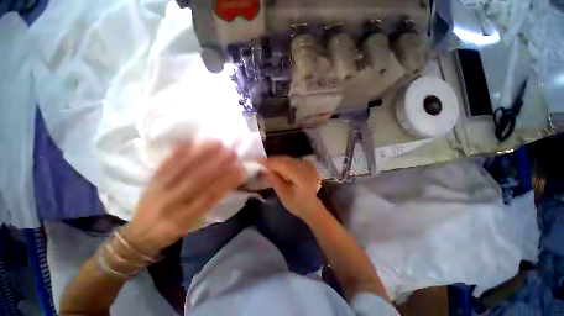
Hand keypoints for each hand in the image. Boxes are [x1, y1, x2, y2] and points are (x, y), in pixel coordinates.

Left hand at [123, 142, 245, 255]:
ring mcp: (159, 188)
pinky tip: (189, 142)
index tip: (240, 170)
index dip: (227, 182)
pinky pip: (164, 164)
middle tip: (232, 153)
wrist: (138, 235)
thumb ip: (208, 204)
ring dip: (201, 154)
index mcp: (183, 217)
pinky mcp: (151, 180)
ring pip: (182, 168)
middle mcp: (171, 202)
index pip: (210, 196)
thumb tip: (226, 184)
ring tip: (217, 144)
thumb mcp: (193, 224)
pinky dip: (177, 152)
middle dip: (217, 165)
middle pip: (197, 180)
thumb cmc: (171, 231)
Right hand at [262, 156, 321, 218]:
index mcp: (301, 176)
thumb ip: (275, 180)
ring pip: (288, 159)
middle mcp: (305, 167)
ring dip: (277, 161)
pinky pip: (292, 161)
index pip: (283, 164)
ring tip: (267, 165)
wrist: (311, 206)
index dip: (270, 162)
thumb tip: (265, 169)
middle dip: (273, 161)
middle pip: (285, 160)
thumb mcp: (284, 195)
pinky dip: (284, 162)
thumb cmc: (297, 204)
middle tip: (261, 163)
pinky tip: (278, 167)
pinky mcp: (307, 165)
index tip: (258, 160)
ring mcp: (308, 165)